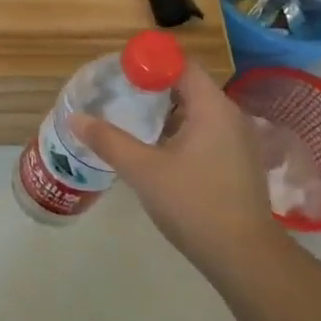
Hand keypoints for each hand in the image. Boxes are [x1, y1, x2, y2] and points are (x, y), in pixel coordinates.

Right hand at [69, 62, 283, 276]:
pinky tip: (157, 149)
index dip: (149, 62)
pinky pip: (205, 130)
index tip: (120, 72)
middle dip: (153, 85)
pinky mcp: (237, 161)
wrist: (245, 258)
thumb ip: (109, 140)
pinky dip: (180, 129)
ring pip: (196, 110)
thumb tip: (75, 118)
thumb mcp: (144, 171)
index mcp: (212, 107)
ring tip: (131, 119)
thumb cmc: (195, 205)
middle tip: (119, 94)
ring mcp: (238, 140)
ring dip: (165, 110)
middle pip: (188, 84)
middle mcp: (230, 115)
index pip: (180, 64)